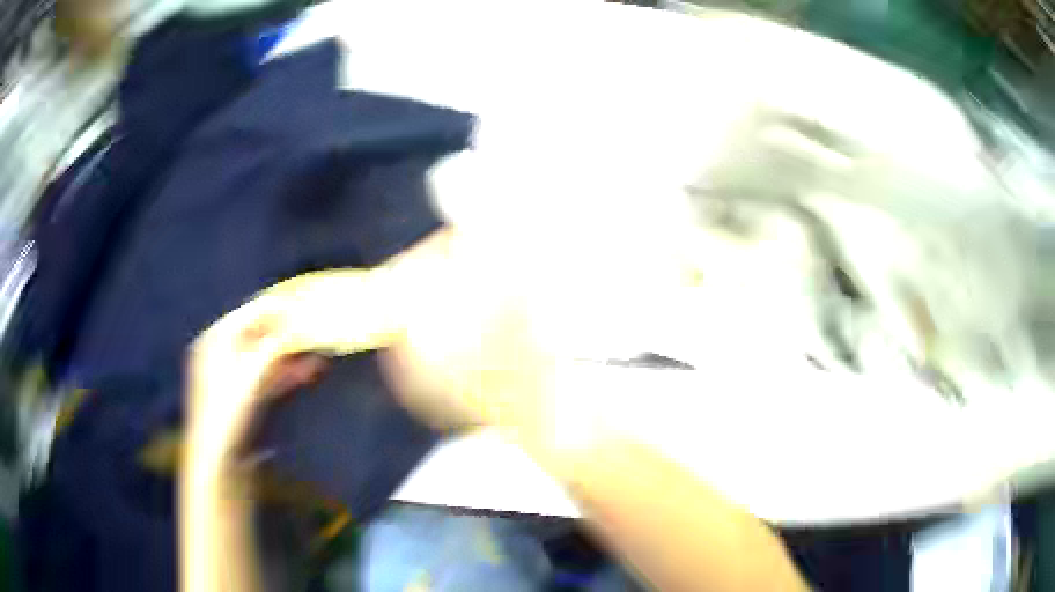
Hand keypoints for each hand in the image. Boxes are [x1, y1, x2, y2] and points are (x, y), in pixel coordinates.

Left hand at [185, 298, 327, 470]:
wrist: (219, 458)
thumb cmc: (230, 409)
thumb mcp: (252, 372)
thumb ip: (275, 345)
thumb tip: (300, 323)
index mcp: (216, 337)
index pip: (251, 311)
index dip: (280, 308)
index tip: (309, 306)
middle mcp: (221, 350)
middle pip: (259, 333)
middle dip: (288, 332)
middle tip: (316, 330)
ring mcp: (231, 373)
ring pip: (265, 355)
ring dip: (291, 354)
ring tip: (319, 352)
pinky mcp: (242, 394)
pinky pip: (266, 375)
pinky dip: (285, 372)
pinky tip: (308, 372)